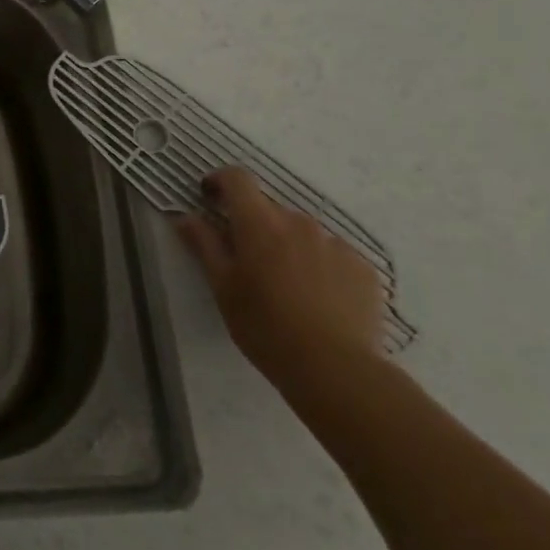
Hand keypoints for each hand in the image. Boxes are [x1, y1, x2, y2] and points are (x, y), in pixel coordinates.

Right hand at [175, 166, 386, 391]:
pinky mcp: (364, 268)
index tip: (209, 197)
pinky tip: (318, 300)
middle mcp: (299, 223)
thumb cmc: (265, 327)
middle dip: (254, 225)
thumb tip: (185, 217)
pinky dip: (320, 266)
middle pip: (269, 209)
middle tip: (247, 262)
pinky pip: (333, 254)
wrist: (336, 369)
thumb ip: (204, 245)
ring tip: (287, 286)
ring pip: (302, 232)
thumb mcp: (223, 288)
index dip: (220, 181)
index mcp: (260, 224)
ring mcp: (336, 243)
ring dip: (288, 245)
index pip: (238, 179)